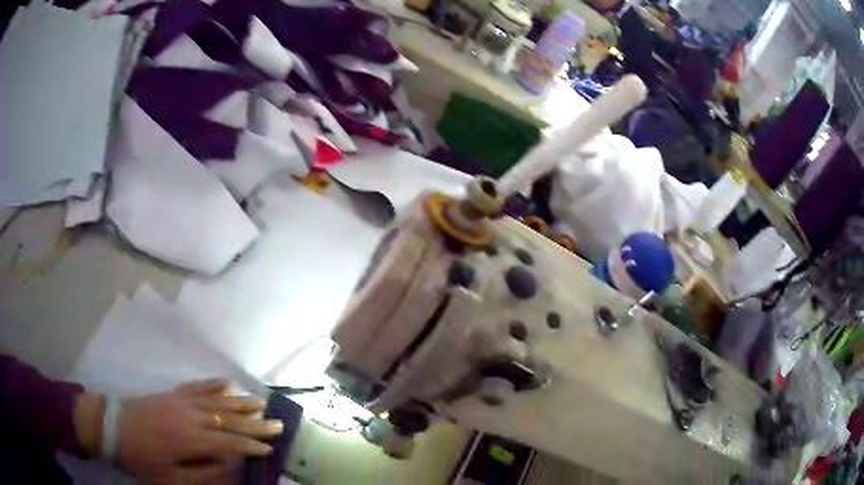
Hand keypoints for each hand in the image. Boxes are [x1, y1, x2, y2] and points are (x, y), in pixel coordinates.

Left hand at [116, 379, 281, 483]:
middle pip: (228, 418)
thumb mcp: (171, 478)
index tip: (270, 449)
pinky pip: (196, 386)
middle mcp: (190, 416)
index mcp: (190, 439)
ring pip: (216, 400)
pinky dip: (213, 384)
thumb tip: (230, 468)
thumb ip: (203, 474)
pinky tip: (226, 381)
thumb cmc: (141, 458)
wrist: (111, 426)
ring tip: (261, 400)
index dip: (250, 446)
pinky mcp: (171, 393)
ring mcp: (180, 401)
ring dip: (240, 401)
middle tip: (278, 422)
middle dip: (255, 422)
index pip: (229, 443)